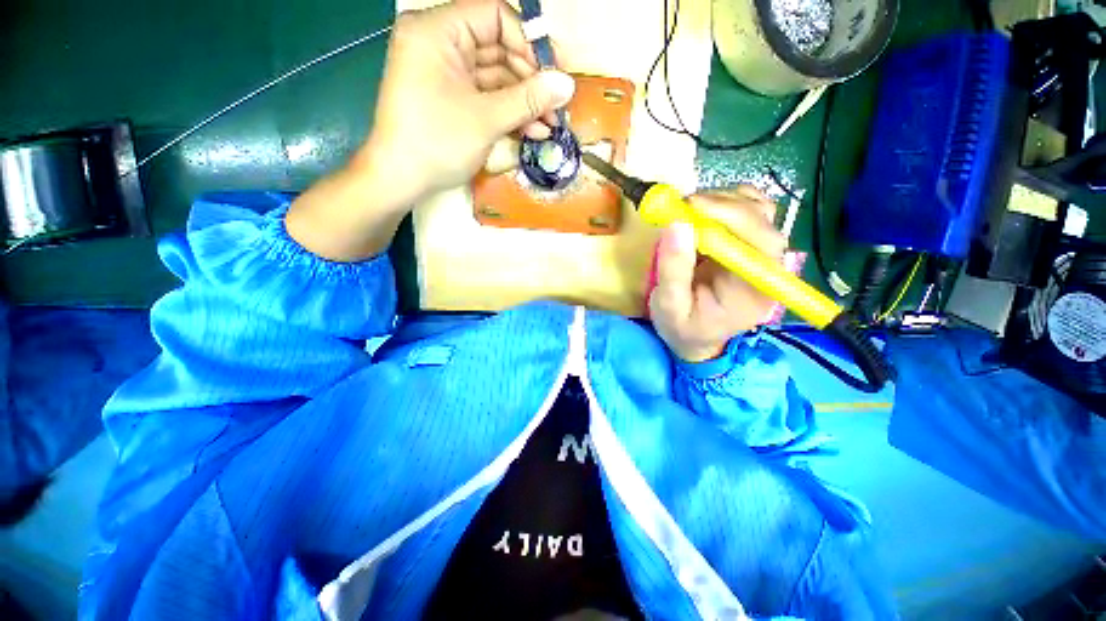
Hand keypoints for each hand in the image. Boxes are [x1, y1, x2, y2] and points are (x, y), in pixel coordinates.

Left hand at [287, 0, 574, 261]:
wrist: (400, 180)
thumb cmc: (437, 143)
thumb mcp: (486, 119)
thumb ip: (529, 99)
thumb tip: (568, 85)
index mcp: (438, 30)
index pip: (496, 17)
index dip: (529, 45)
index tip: (552, 77)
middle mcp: (441, 43)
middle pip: (499, 49)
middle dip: (531, 82)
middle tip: (556, 109)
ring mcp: (446, 73)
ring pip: (496, 79)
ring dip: (525, 104)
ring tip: (549, 127)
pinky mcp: (452, 99)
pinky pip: (486, 98)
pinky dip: (509, 114)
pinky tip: (532, 132)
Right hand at [650, 188, 786, 362]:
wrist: (694, 337)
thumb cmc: (683, 328)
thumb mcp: (669, 307)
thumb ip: (673, 271)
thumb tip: (676, 225)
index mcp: (756, 290)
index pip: (760, 242)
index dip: (731, 217)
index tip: (692, 207)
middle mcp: (766, 267)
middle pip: (762, 220)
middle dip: (722, 205)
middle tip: (682, 206)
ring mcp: (758, 252)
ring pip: (757, 208)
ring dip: (722, 201)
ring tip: (688, 211)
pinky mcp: (746, 243)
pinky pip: (746, 210)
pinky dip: (724, 202)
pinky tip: (701, 213)